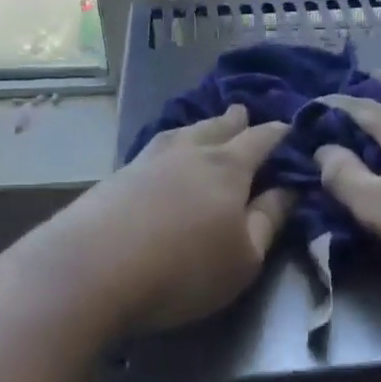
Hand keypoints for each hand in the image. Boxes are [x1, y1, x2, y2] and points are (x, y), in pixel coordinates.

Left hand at [61, 105, 292, 330]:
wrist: (91, 270)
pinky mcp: (117, 176)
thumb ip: (269, 220)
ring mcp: (148, 160)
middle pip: (217, 128)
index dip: (278, 133)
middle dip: (235, 121)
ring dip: (199, 127)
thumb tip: (288, 189)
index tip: (289, 127)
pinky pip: (154, 148)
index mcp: (228, 167)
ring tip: (205, 126)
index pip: (260, 140)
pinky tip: (162, 152)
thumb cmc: (183, 269)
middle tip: (243, 111)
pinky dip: (168, 144)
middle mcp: (190, 152)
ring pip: (182, 133)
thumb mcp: (244, 257)